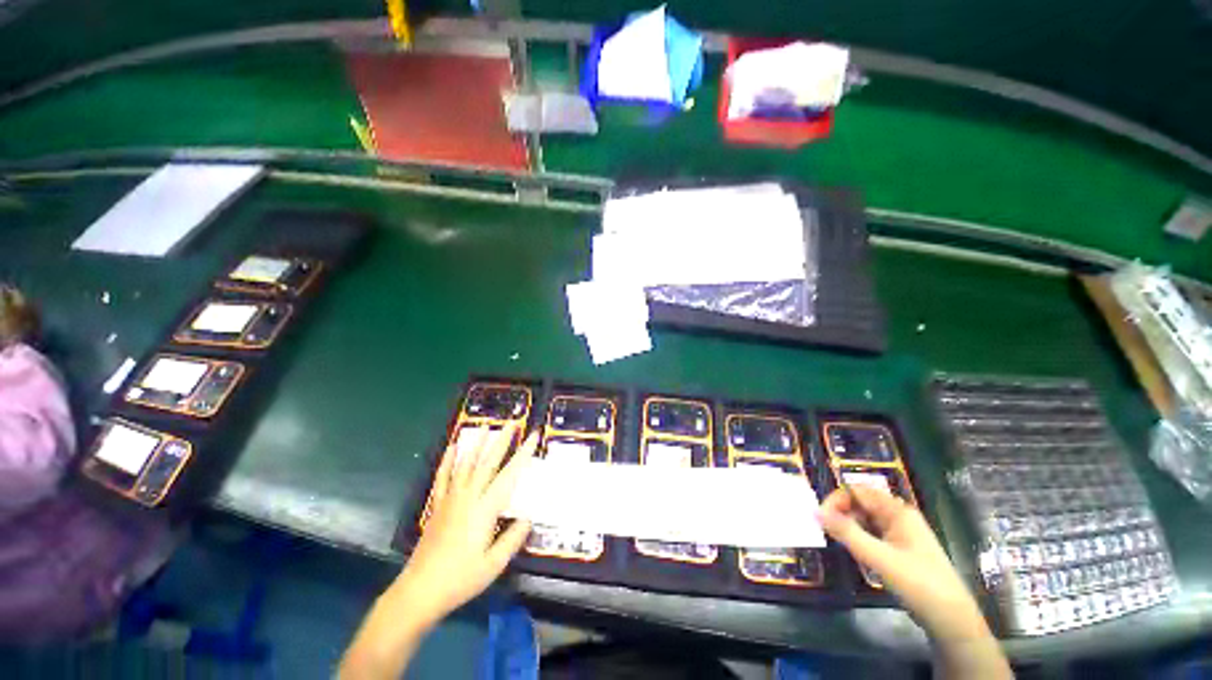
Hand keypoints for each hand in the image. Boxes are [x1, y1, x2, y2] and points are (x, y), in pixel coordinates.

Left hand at [395, 425, 536, 627]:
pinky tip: (452, 446)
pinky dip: (448, 460)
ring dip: (477, 443)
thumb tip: (528, 517)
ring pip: (466, 464)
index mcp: (485, 509)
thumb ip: (513, 538)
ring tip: (485, 426)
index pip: (509, 474)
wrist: (420, 591)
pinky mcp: (438, 506)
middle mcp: (469, 497)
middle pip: (488, 462)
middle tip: (513, 422)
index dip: (523, 453)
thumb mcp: (494, 564)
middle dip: (502, 440)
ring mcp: (451, 499)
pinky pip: (443, 477)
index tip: (533, 436)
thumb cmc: (461, 579)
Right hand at [817, 485, 986, 643]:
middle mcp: (899, 516)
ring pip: (866, 520)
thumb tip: (815, 511)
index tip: (821, 517)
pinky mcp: (900, 550)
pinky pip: (873, 536)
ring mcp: (901, 534)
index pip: (858, 491)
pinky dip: (860, 541)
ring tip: (842, 546)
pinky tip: (858, 557)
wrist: (952, 620)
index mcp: (898, 511)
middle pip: (861, 504)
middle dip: (842, 514)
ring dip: (850, 528)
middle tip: (828, 533)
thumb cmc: (918, 583)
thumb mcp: (879, 557)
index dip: (837, 499)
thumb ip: (846, 533)